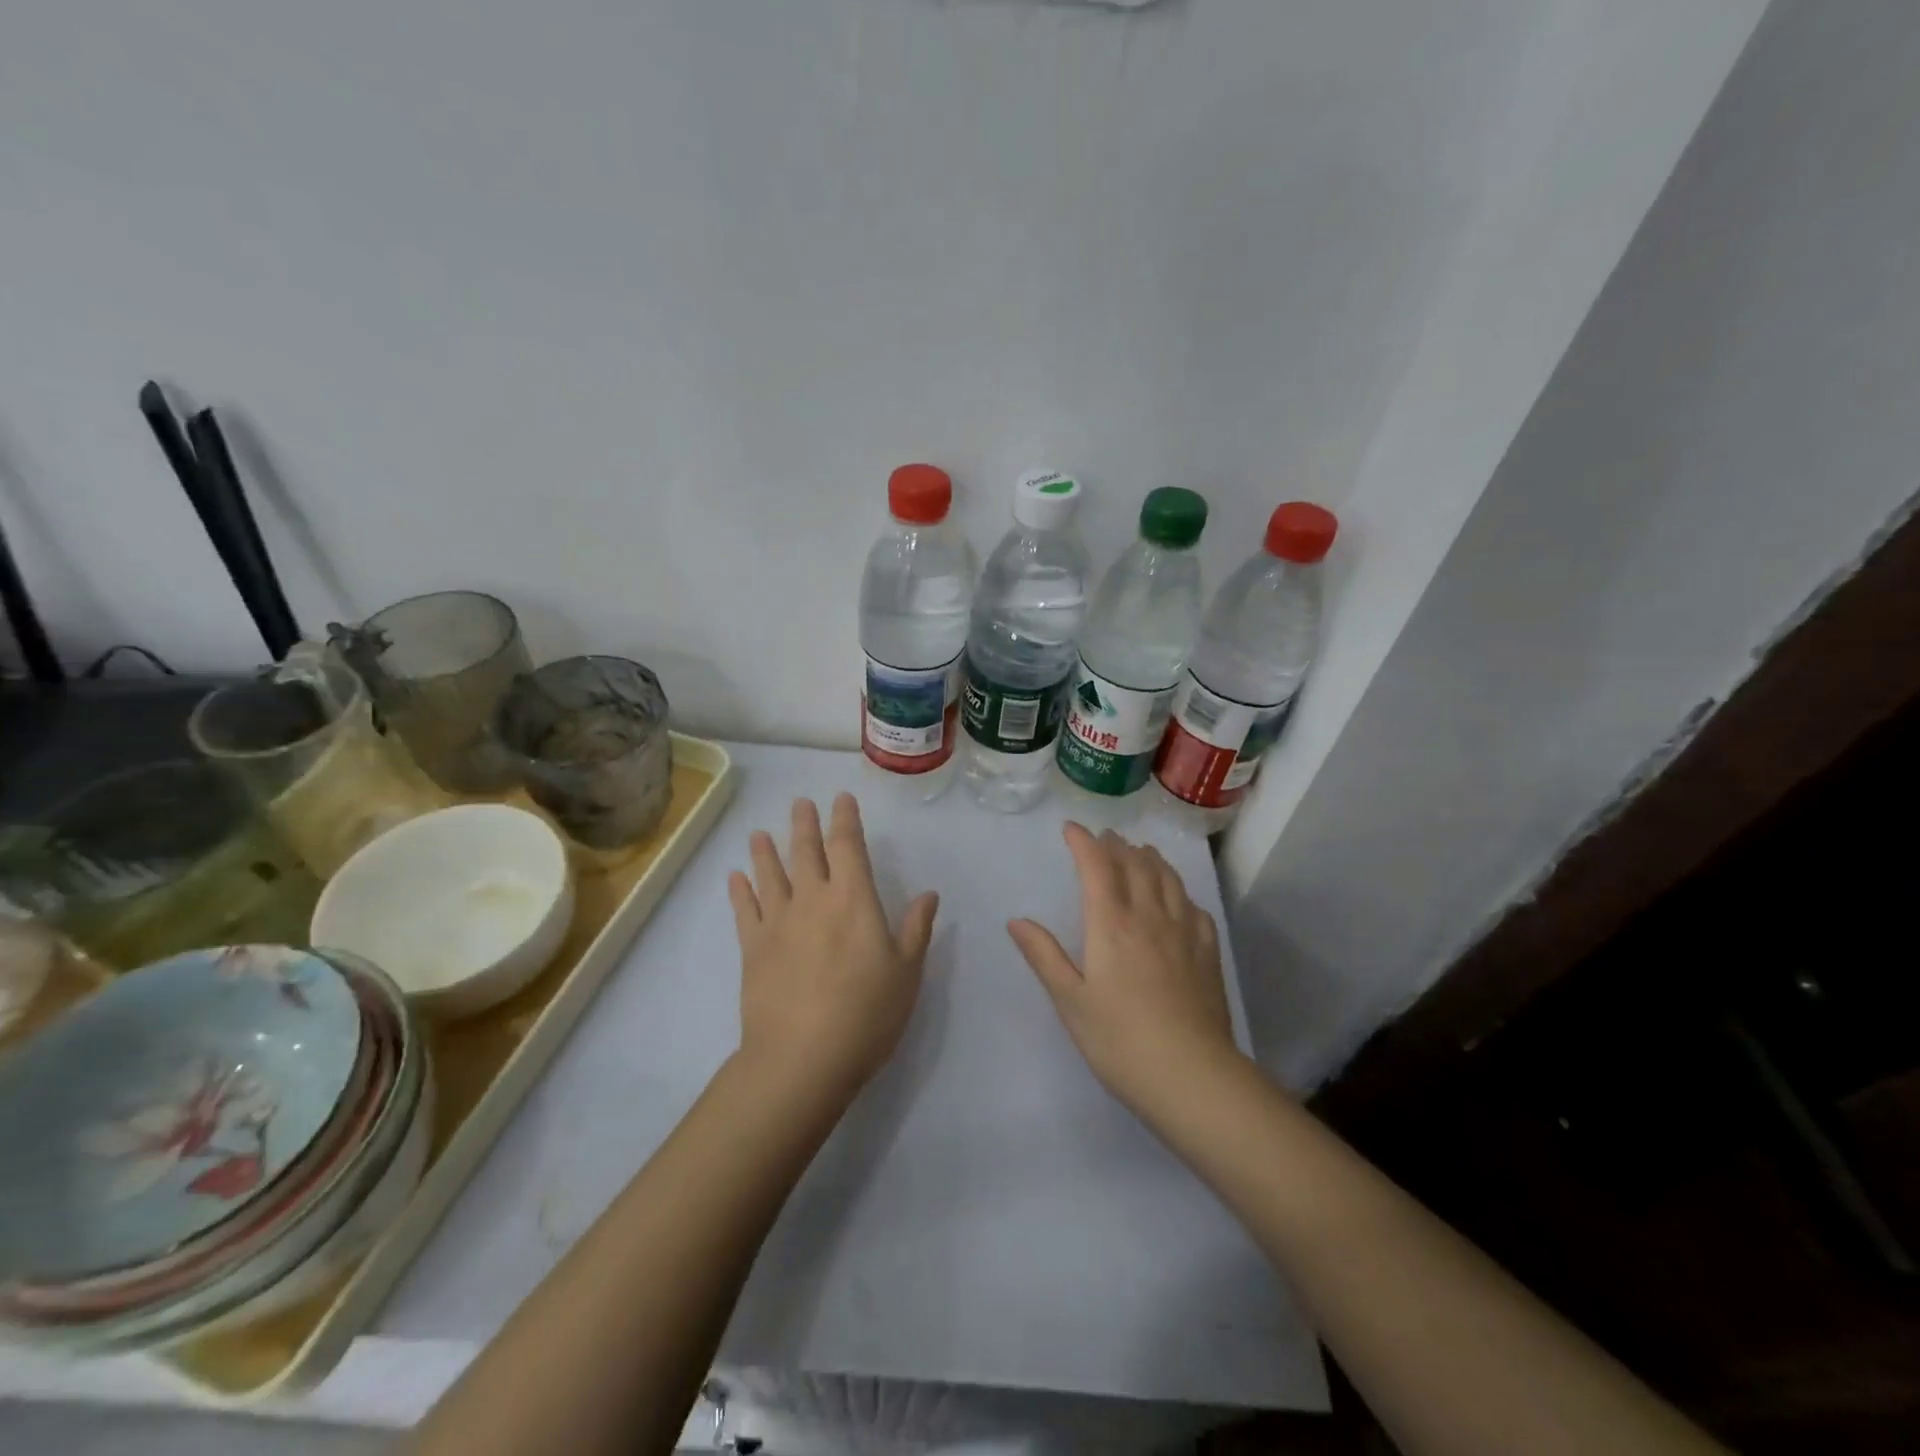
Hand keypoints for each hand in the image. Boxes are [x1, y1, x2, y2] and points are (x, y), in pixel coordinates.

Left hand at [728, 794, 939, 1103]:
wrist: (802, 1058)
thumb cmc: (866, 1014)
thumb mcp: (907, 972)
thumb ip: (916, 928)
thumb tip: (928, 894)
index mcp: (853, 900)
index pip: (848, 847)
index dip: (845, 820)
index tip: (841, 800)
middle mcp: (813, 900)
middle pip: (805, 852)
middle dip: (804, 825)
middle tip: (800, 803)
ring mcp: (778, 923)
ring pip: (770, 875)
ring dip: (765, 851)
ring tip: (759, 833)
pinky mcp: (753, 949)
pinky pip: (744, 910)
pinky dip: (739, 890)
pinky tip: (735, 877)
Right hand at [1008, 823, 1239, 1114]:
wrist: (1192, 1075)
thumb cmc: (1120, 1040)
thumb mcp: (1070, 1001)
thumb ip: (1044, 956)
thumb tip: (1016, 920)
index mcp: (1111, 924)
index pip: (1097, 866)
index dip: (1083, 842)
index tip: (1071, 829)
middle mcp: (1149, 916)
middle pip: (1136, 864)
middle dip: (1117, 845)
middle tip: (1105, 837)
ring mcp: (1184, 931)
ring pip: (1168, 878)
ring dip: (1150, 859)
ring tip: (1140, 852)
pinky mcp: (1207, 951)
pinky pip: (1193, 906)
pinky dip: (1179, 891)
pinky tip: (1178, 899)